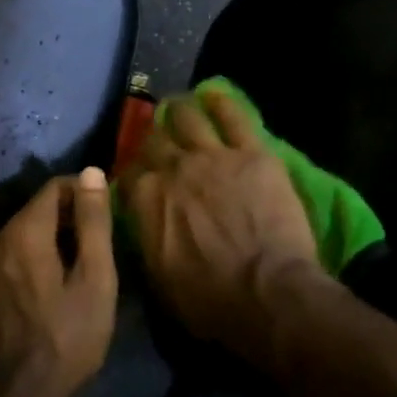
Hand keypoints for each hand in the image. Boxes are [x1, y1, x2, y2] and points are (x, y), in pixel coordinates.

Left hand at [0, 168, 118, 396]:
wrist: (17, 395)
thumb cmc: (68, 338)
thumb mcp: (95, 279)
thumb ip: (93, 222)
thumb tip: (92, 173)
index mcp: (24, 232)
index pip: (56, 187)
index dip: (85, 194)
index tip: (107, 216)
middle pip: (39, 208)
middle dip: (70, 217)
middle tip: (99, 247)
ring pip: (26, 231)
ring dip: (54, 238)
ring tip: (81, 267)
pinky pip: (13, 253)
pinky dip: (36, 255)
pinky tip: (54, 285)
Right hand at [118, 89, 329, 366]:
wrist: (266, 292)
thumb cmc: (210, 301)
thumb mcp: (159, 279)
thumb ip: (147, 238)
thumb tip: (143, 222)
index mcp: (146, 200)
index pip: (129, 176)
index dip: (132, 175)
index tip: (138, 179)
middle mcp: (172, 169)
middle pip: (154, 142)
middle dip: (153, 140)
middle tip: (159, 141)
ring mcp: (212, 156)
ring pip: (187, 118)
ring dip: (180, 111)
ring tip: (179, 107)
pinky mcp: (251, 152)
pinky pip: (233, 116)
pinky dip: (221, 103)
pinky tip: (215, 96)